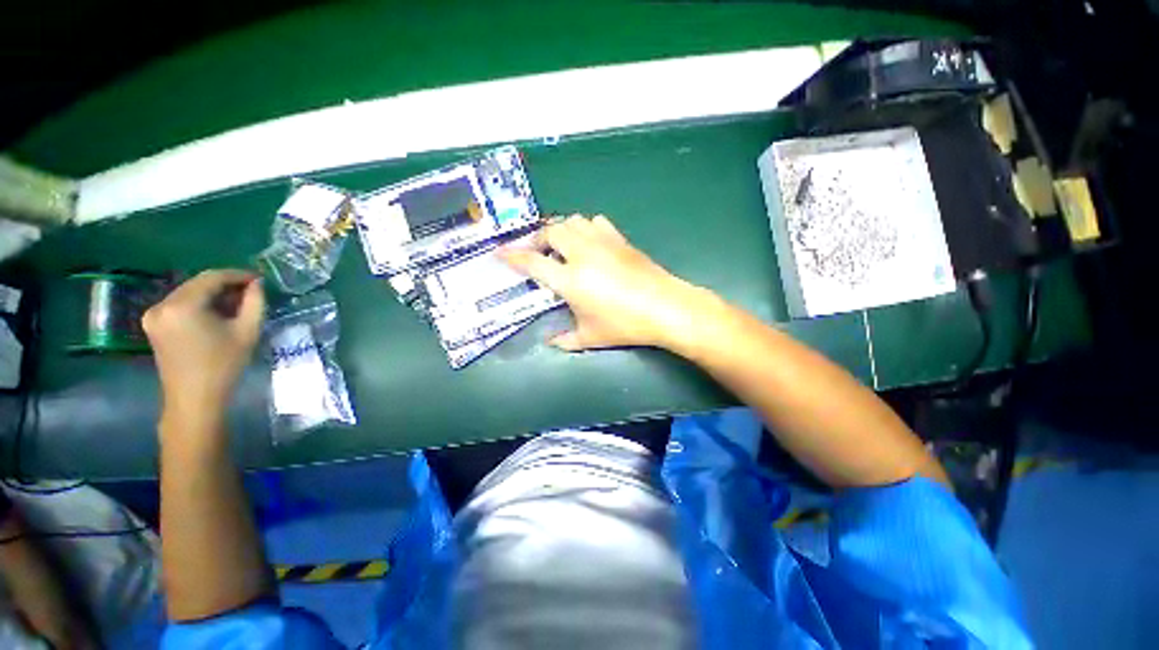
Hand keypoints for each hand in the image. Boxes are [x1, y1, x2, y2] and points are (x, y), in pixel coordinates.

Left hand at [143, 270, 264, 427]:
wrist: (194, 398)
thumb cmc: (223, 365)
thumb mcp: (247, 331)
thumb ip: (255, 303)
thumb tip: (257, 284)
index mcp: (183, 305)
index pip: (212, 277)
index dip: (238, 275)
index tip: (259, 279)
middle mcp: (162, 304)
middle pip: (198, 283)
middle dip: (225, 284)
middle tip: (251, 291)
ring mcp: (153, 314)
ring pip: (189, 293)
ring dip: (213, 294)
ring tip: (236, 303)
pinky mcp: (153, 324)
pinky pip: (180, 304)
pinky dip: (200, 304)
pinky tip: (216, 313)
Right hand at [500, 214, 712, 351]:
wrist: (665, 307)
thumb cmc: (625, 324)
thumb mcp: (591, 337)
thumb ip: (566, 340)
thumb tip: (551, 342)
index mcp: (570, 279)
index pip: (532, 262)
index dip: (512, 256)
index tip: (499, 252)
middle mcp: (582, 254)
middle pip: (551, 231)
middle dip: (538, 239)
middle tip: (537, 252)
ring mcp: (602, 243)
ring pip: (573, 221)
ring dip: (562, 230)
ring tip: (562, 246)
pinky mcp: (620, 239)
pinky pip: (596, 222)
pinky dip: (586, 228)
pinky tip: (589, 243)